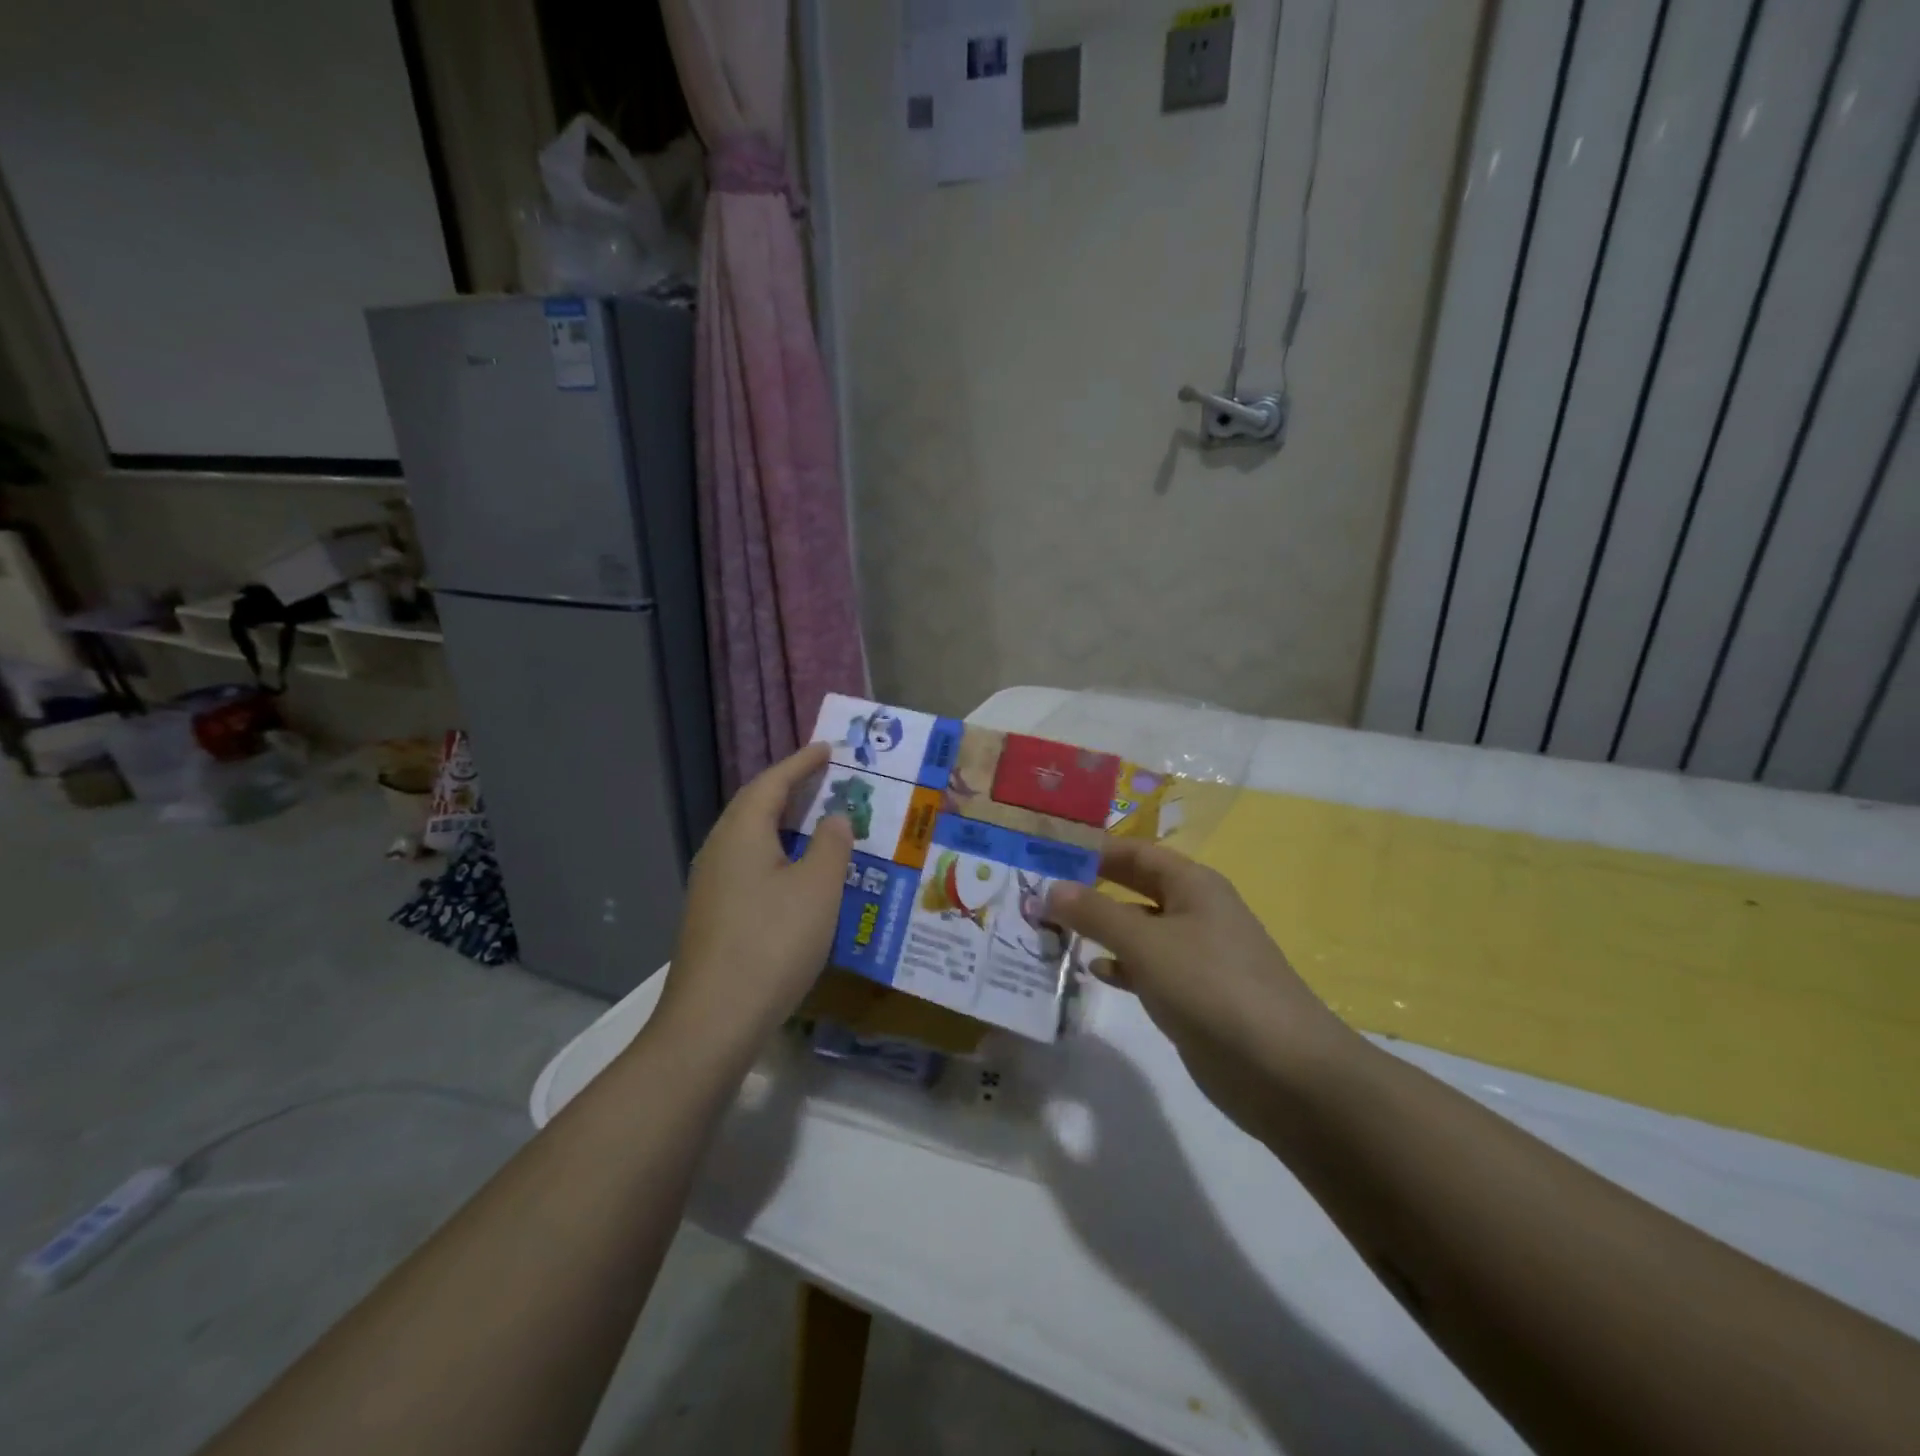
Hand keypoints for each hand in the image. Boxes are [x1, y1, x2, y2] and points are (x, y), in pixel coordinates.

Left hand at [654, 742, 852, 1060]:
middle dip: (789, 789)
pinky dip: (775, 854)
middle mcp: (719, 850)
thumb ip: (832, 845)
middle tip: (824, 779)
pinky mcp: (713, 914)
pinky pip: (748, 865)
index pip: (772, 783)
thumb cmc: (773, 944)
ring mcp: (710, 884)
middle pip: (754, 806)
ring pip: (750, 838)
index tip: (827, 748)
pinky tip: (796, 875)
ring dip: (782, 823)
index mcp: (742, 834)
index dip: (802, 763)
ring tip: (815, 821)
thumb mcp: (818, 889)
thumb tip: (835, 817)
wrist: (713, 1020)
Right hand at [1046, 840, 1357, 1141]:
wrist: (1282, 1070)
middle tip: (1039, 895)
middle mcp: (1195, 911)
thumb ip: (1096, 913)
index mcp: (1193, 884)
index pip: (1135, 852)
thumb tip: (1051, 888)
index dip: (1093, 851)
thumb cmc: (1211, 986)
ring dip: (1100, 930)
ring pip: (1138, 931)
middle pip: (1134, 889)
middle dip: (1091, 890)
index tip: (1046, 854)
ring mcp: (1196, 955)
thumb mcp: (1146, 943)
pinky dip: (1121, 966)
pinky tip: (1094, 971)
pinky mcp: (1193, 995)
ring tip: (1052, 932)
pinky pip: (1148, 968)